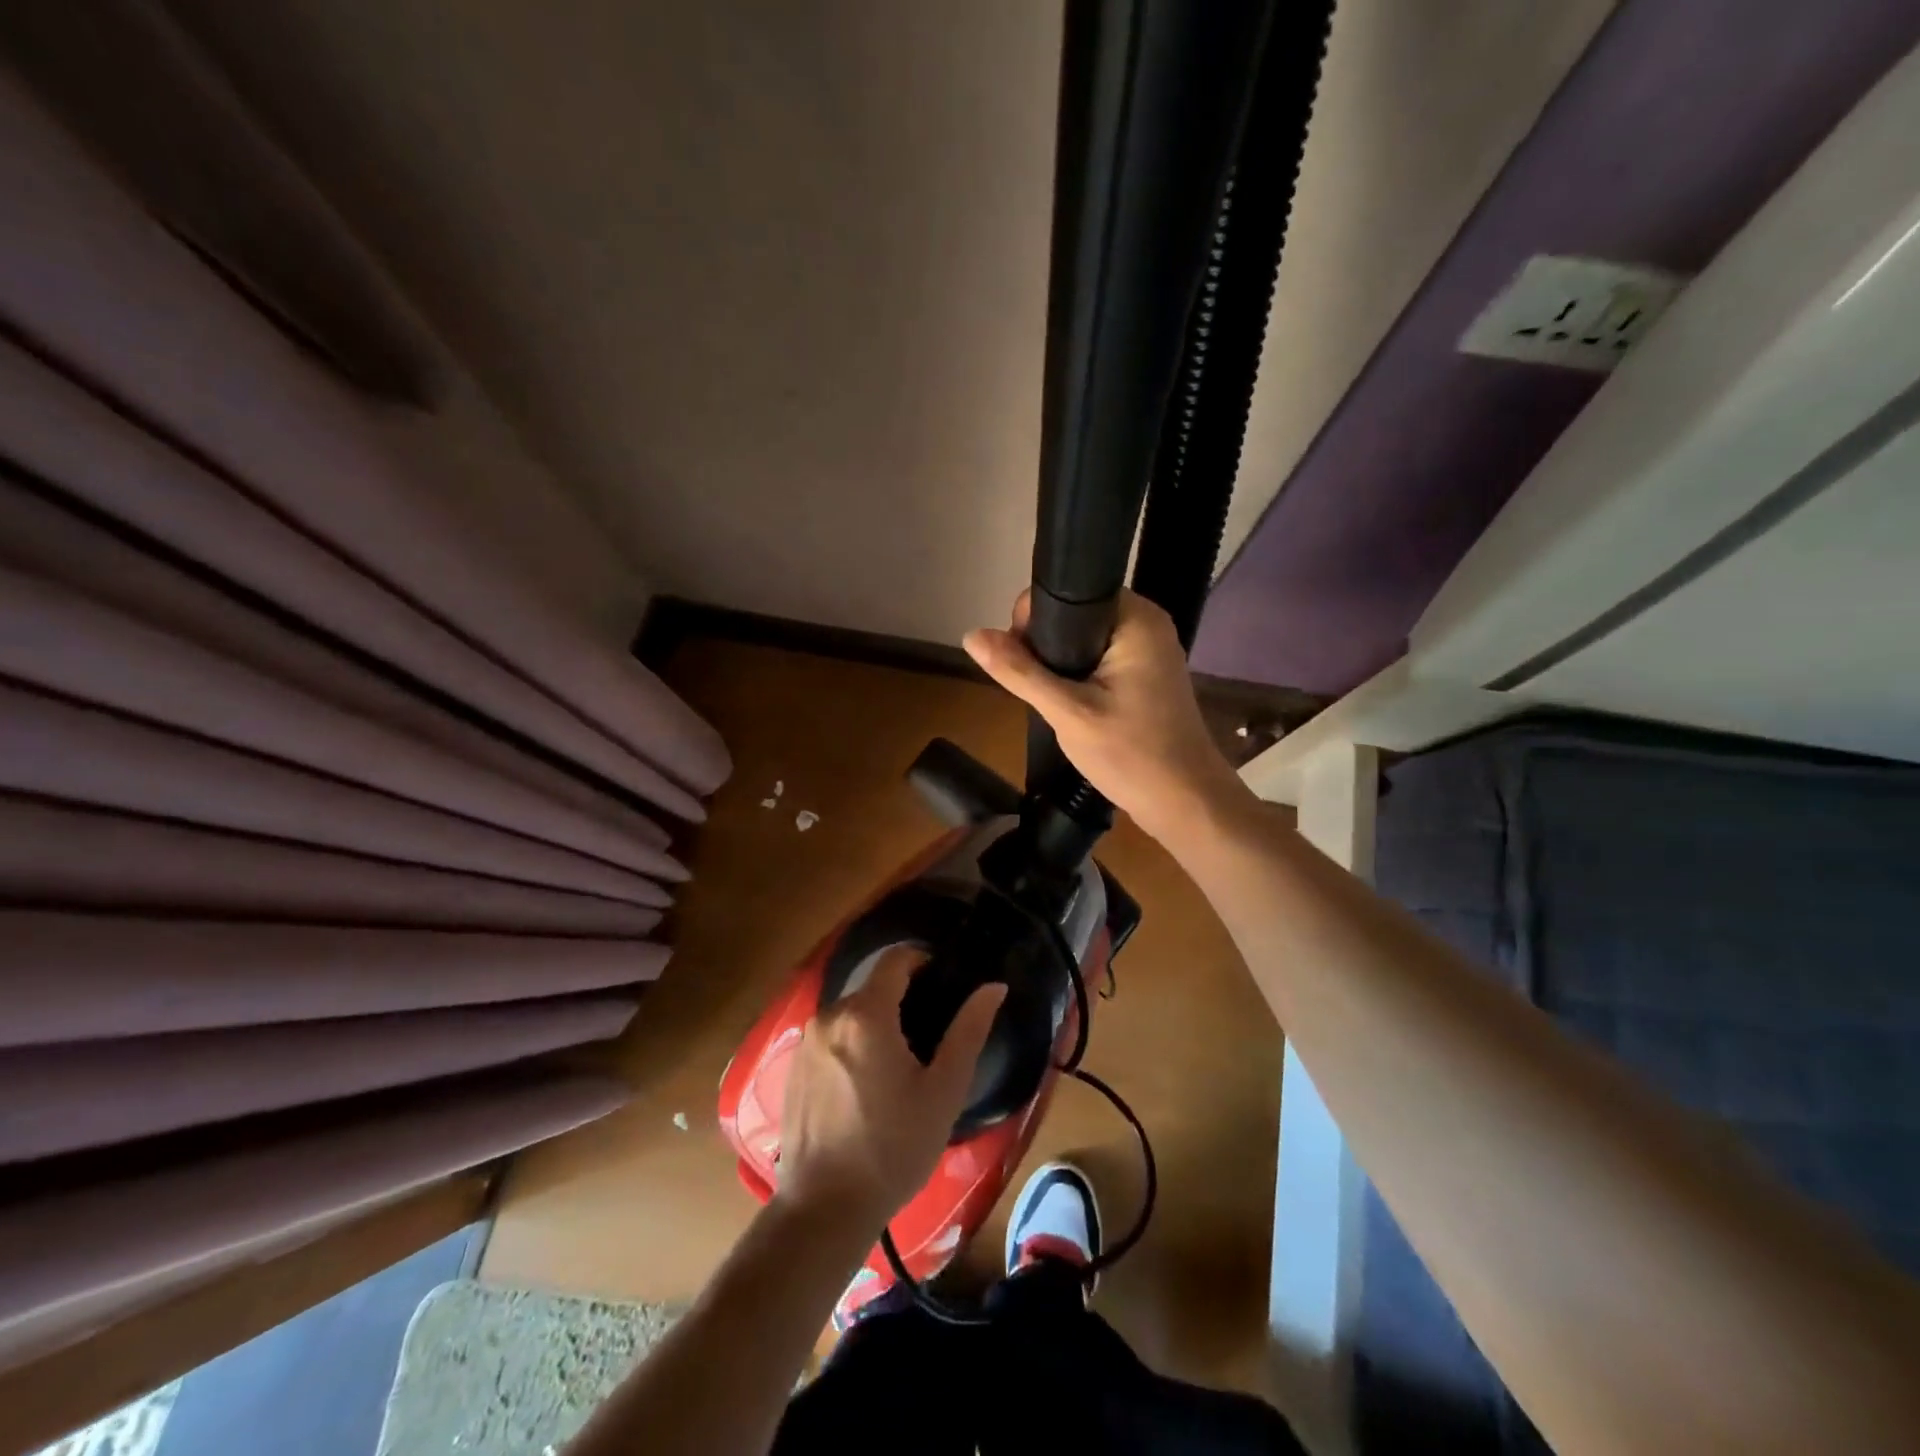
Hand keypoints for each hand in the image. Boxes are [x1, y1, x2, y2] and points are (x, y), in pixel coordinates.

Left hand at [776, 947, 1005, 1229]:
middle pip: (873, 987)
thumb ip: (969, 1030)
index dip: (924, 962)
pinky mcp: (792, 1065)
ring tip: (901, 1066)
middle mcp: (829, 1015)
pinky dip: (853, 1044)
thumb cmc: (893, 1148)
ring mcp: (806, 1040)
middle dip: (903, 999)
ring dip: (877, 1023)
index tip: (946, 985)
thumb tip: (994, 986)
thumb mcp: (943, 1091)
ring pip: (851, 1012)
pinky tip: (867, 1086)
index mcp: (866, 1014)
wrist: (824, 1210)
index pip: (896, 959)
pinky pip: (831, 1036)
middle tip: (930, 1039)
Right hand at [963, 589, 1251, 844]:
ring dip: (1059, 665)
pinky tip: (1071, 705)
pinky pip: (1099, 659)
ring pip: (1083, 640)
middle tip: (1039, 688)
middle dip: (1045, 646)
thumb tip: (971, 635)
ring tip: (1053, 699)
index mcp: (1135, 617)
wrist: (1185, 802)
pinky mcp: (1147, 674)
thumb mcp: (1068, 712)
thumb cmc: (1132, 754)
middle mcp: (1146, 623)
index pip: (1068, 593)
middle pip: (1074, 615)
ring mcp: (1150, 649)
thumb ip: (1020, 672)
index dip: (1032, 619)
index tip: (1019, 659)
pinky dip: (1078, 676)